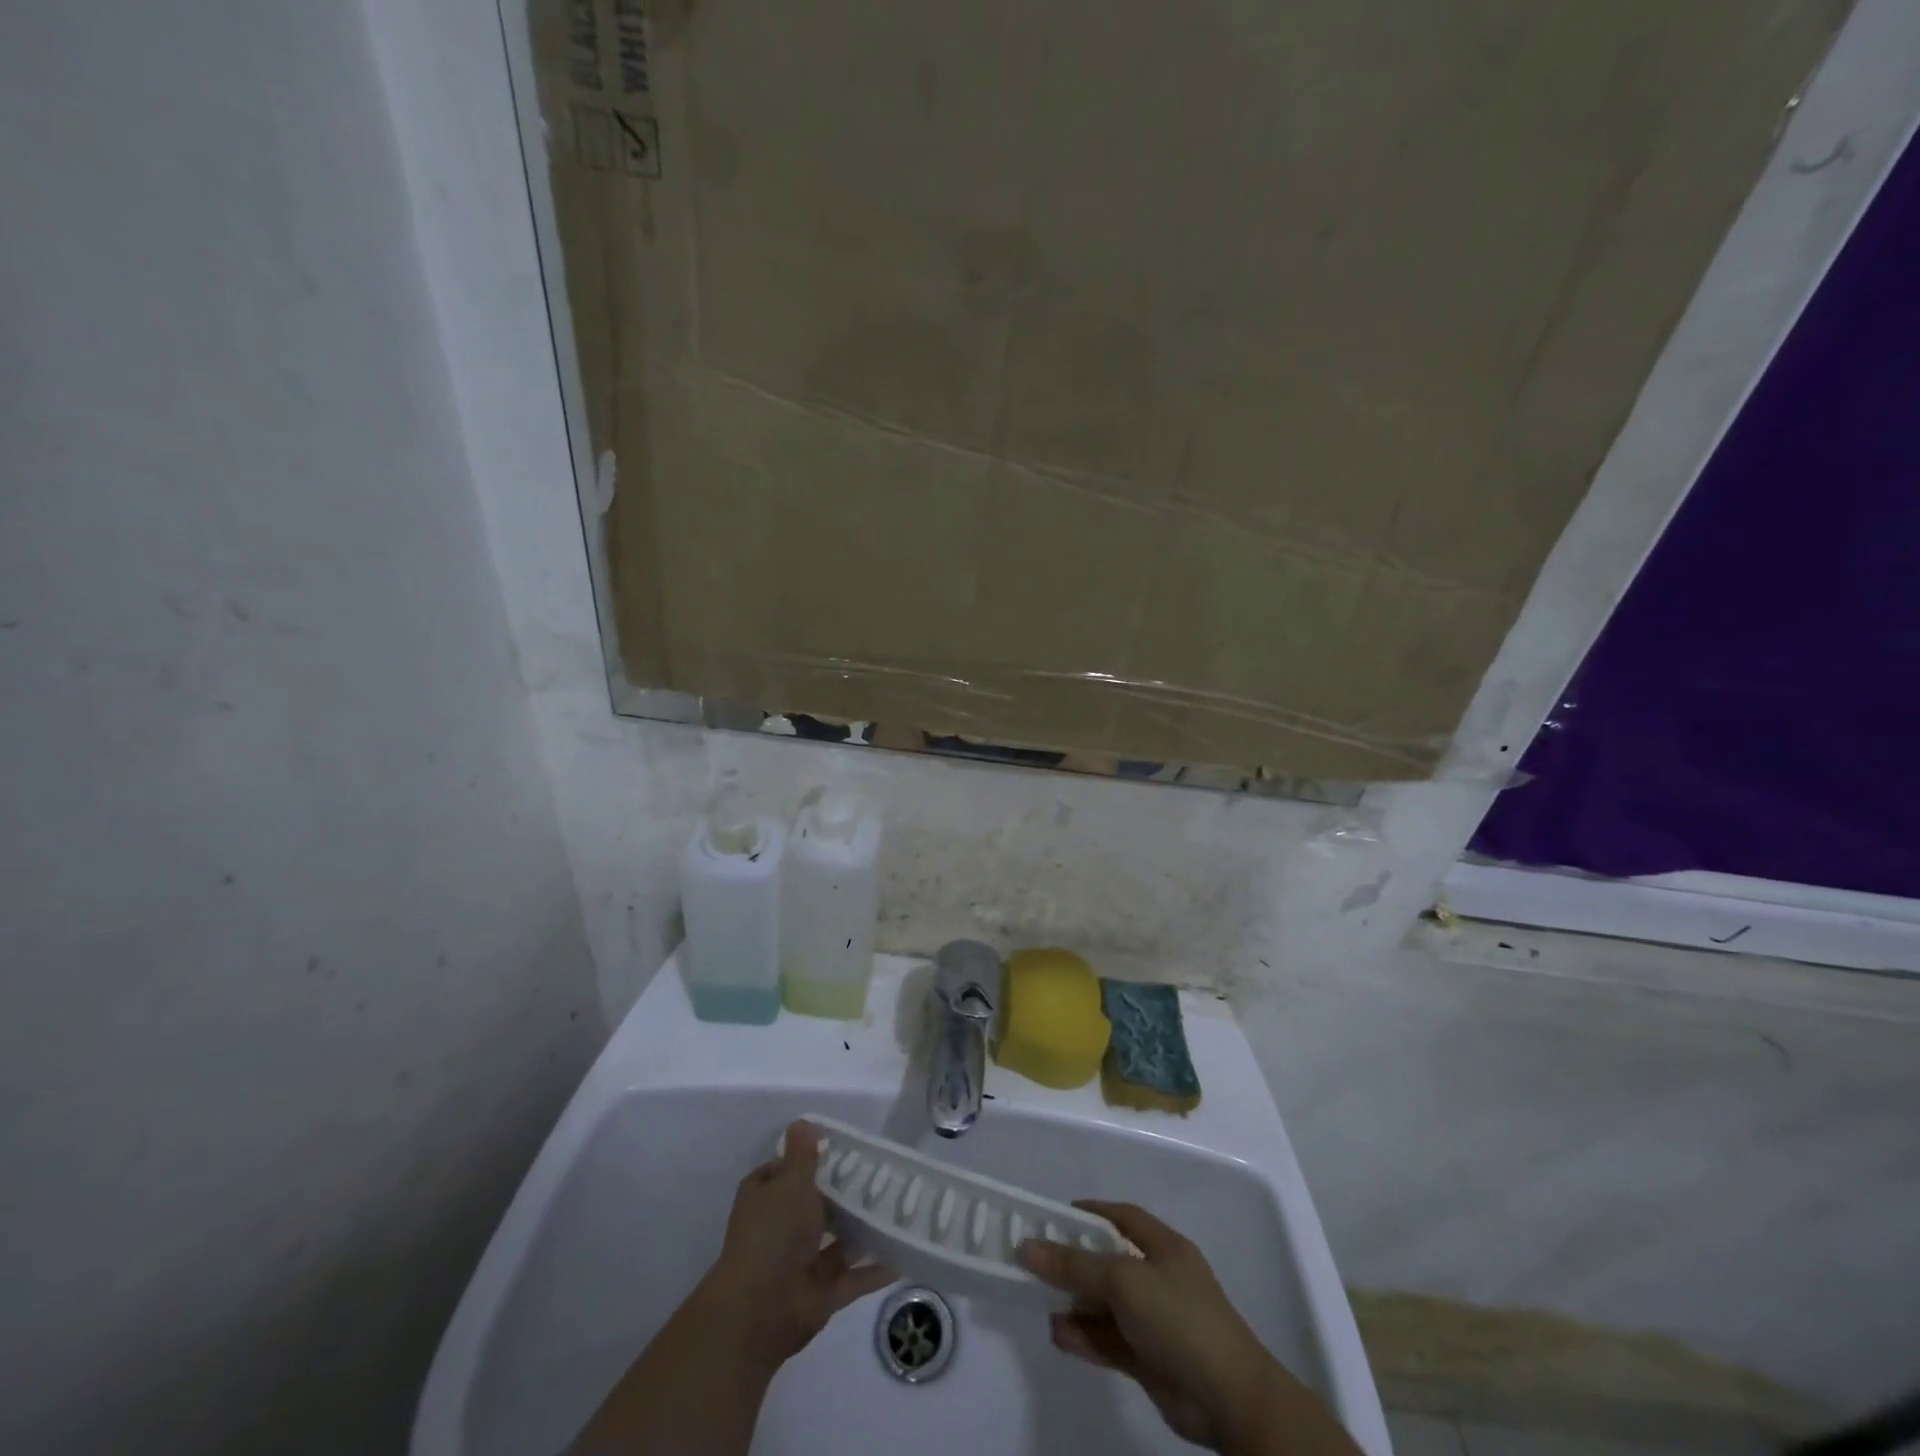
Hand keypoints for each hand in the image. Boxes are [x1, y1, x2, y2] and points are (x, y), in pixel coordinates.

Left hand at [697, 1120, 895, 1371]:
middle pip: (819, 1205)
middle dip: (847, 1194)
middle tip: (886, 1175)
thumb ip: (802, 1155)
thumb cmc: (773, 1234)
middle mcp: (782, 1228)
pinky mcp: (823, 1294)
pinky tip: (905, 1253)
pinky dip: (876, 1269)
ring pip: (840, 1240)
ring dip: (865, 1229)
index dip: (813, 1159)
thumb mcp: (790, 1183)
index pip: (789, 1171)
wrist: (759, 1312)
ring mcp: (803, 1263)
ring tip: (902, 1209)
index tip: (847, 1148)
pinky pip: (855, 1277)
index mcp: (767, 1198)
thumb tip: (802, 1122)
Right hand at [1020, 1202, 1285, 1453]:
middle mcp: (1158, 1277)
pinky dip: (1084, 1336)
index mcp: (1163, 1246)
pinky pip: (1108, 1340)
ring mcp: (1154, 1320)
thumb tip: (1028, 1247)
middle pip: (1108, 1261)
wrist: (1227, 1398)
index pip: (1122, 1217)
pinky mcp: (1147, 1358)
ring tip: (1040, 1301)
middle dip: (1074, 1262)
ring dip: (1075, 1303)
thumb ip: (1075, 1265)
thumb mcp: (1123, 1280)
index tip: (1054, 1216)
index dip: (1090, 1213)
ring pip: (1105, 1304)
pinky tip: (1059, 1334)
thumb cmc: (1178, 1317)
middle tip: (1036, 1262)